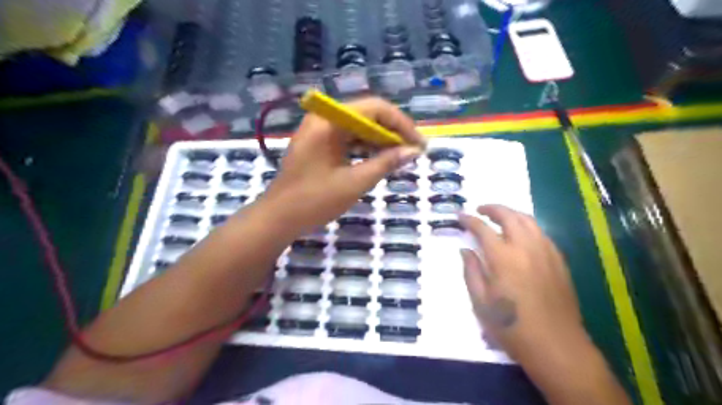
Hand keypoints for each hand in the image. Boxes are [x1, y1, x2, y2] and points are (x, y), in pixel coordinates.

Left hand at [263, 94, 423, 231]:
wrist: (278, 218)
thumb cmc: (314, 201)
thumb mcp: (354, 182)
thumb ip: (385, 163)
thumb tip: (413, 152)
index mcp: (330, 121)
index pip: (375, 108)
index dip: (401, 124)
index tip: (418, 144)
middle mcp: (324, 118)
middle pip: (367, 115)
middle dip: (392, 132)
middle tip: (412, 152)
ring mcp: (319, 130)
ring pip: (359, 128)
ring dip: (380, 141)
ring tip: (401, 157)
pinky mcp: (319, 144)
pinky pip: (348, 139)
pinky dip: (365, 148)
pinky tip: (380, 160)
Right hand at [463, 206, 586, 360]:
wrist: (556, 346)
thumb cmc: (512, 327)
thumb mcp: (481, 302)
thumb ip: (471, 271)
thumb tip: (465, 250)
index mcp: (503, 258)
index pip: (483, 229)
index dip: (469, 220)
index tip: (460, 216)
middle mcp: (526, 248)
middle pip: (509, 216)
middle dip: (492, 208)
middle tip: (480, 210)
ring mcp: (546, 252)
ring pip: (528, 220)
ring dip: (511, 213)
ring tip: (499, 217)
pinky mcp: (559, 261)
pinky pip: (541, 233)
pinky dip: (527, 226)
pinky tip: (521, 235)